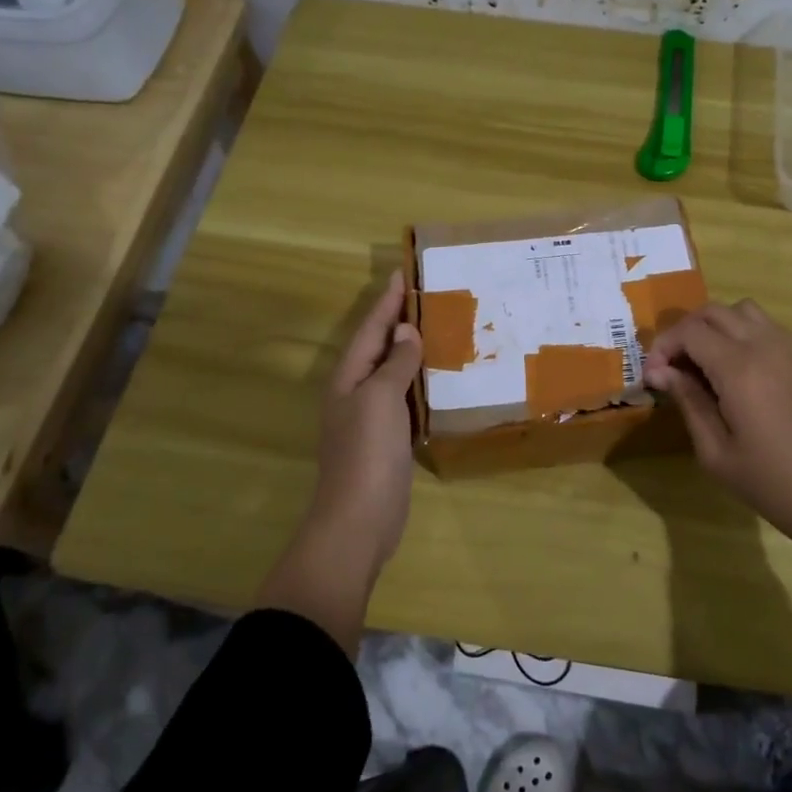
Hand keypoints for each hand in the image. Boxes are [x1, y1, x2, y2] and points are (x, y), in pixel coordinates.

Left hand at [310, 269, 423, 568]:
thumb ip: (395, 364)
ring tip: (441, 327)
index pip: (371, 329)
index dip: (387, 301)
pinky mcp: (390, 439)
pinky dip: (422, 382)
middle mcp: (357, 392)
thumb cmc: (367, 453)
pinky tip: (442, 377)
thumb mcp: (380, 399)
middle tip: (429, 295)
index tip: (404, 272)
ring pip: (395, 373)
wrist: (360, 519)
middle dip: (400, 321)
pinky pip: (407, 399)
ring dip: (414, 351)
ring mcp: (372, 417)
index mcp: (348, 377)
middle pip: (380, 347)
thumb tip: (406, 332)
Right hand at [643, 299, 791, 553]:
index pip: (690, 331)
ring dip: (712, 326)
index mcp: (739, 369)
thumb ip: (688, 402)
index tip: (651, 378)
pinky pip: (762, 325)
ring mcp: (786, 350)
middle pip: (713, 311)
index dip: (663, 347)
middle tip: (670, 369)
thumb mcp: (716, 452)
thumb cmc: (771, 483)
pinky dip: (737, 331)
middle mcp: (763, 347)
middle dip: (683, 332)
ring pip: (740, 310)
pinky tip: (730, 368)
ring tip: (699, 363)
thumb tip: (659, 372)